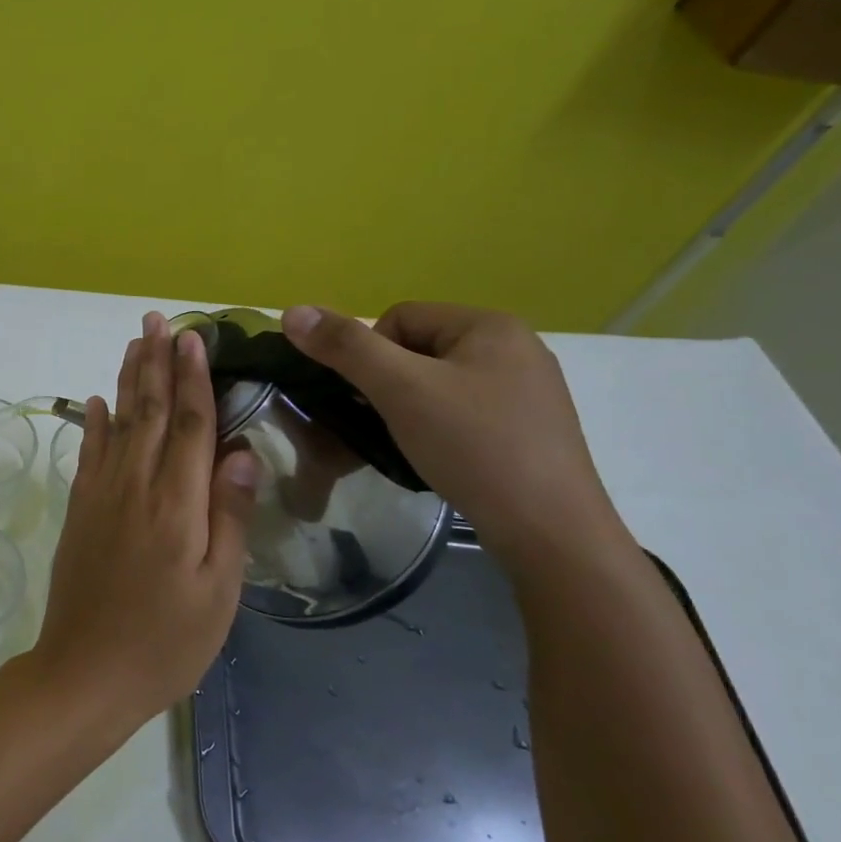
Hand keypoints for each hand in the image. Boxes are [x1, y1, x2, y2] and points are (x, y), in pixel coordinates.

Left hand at [32, 311, 260, 726]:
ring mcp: (101, 496)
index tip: (194, 336)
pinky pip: (89, 454)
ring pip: (117, 423)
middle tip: (157, 318)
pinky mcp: (80, 511)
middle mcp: (134, 486)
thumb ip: (229, 516)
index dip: (193, 378)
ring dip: (127, 379)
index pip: (188, 424)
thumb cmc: (166, 641)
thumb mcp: (217, 590)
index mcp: (176, 503)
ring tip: (134, 342)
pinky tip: (97, 402)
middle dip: (156, 361)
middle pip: (148, 410)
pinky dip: (94, 423)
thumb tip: (242, 451)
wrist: (85, 672)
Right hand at [279, 302, 628, 564]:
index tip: (372, 399)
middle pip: (418, 349)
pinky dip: (438, 427)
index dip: (370, 355)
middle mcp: (515, 347)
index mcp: (490, 325)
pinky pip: (462, 410)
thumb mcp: (400, 390)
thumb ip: (345, 347)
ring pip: (437, 383)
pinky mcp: (528, 427)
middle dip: (390, 383)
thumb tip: (291, 311)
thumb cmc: (473, 446)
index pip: (399, 318)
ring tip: (410, 442)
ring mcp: (526, 389)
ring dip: (410, 407)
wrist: (549, 530)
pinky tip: (439, 456)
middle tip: (386, 423)